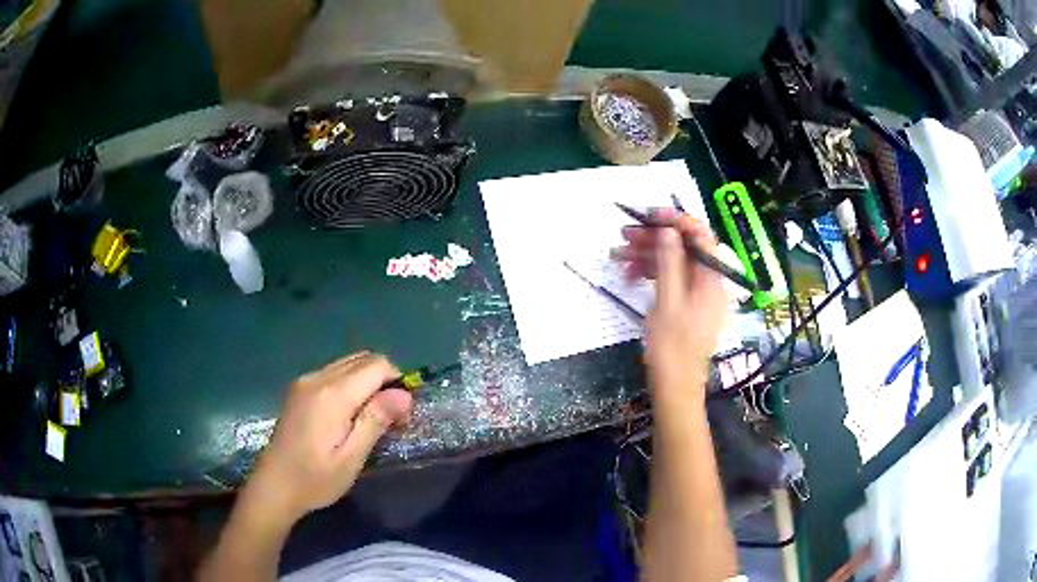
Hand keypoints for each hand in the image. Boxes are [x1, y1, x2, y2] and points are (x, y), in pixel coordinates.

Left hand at [245, 352, 412, 524]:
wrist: (274, 485)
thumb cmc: (315, 479)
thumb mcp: (351, 458)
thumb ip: (376, 421)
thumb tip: (405, 395)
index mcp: (332, 394)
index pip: (377, 366)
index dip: (398, 382)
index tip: (402, 414)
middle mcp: (318, 377)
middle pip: (363, 359)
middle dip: (385, 381)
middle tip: (391, 417)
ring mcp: (305, 381)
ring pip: (349, 363)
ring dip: (368, 381)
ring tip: (373, 417)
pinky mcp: (299, 389)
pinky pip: (334, 372)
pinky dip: (352, 384)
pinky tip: (351, 413)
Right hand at [614, 211, 728, 400]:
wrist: (676, 388)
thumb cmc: (672, 348)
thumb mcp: (668, 302)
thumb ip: (669, 263)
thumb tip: (667, 231)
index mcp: (712, 278)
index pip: (700, 235)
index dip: (676, 220)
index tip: (649, 215)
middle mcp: (709, 281)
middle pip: (683, 248)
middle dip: (654, 239)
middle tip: (623, 235)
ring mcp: (698, 293)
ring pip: (673, 263)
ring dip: (647, 256)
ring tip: (617, 256)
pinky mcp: (687, 304)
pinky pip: (670, 279)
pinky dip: (650, 274)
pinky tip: (629, 275)